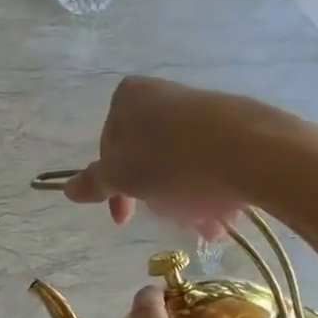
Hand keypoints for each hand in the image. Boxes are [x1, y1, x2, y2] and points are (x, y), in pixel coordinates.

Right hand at [62, 77, 254, 233]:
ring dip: (186, 202)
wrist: (250, 150)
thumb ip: (94, 182)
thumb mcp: (121, 175)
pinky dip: (212, 191)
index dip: (114, 189)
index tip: (124, 218)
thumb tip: (67, 189)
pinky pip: (212, 164)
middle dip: (157, 198)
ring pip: (181, 168)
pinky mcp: (236, 125)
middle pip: (147, 160)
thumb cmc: (170, 159)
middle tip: (171, 217)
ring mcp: (201, 109)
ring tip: (203, 221)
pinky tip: (222, 213)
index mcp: (128, 97)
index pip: (108, 149)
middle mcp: (163, 96)